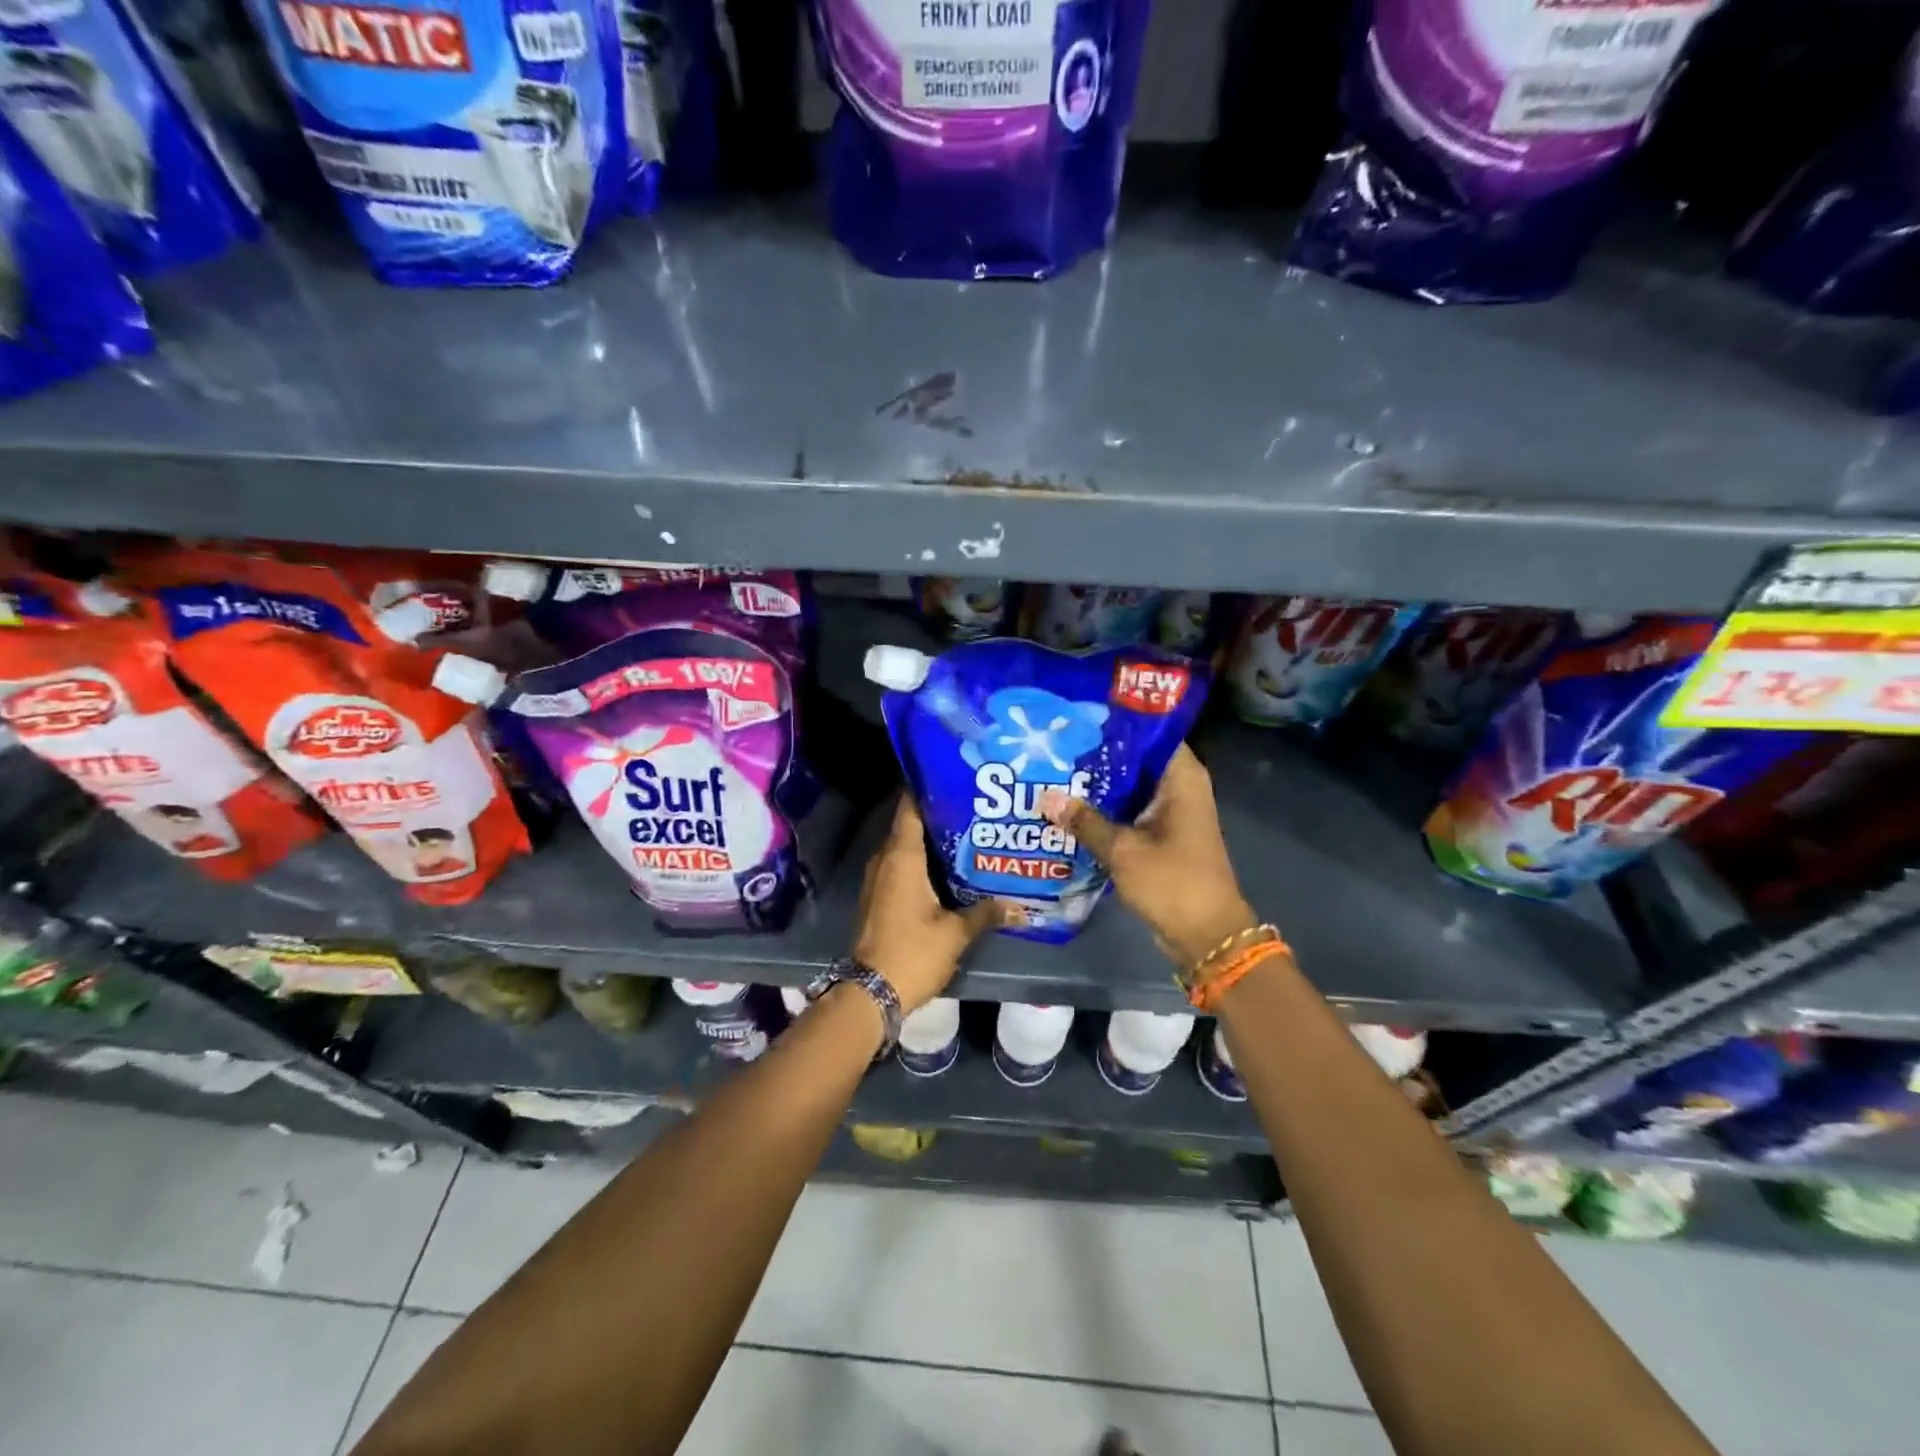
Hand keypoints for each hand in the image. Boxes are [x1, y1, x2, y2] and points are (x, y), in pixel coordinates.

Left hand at [852, 796, 1007, 1011]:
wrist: (871, 992)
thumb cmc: (912, 953)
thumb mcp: (955, 933)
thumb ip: (986, 913)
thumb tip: (1021, 906)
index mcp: (901, 856)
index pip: (910, 806)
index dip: (928, 787)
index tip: (955, 776)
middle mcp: (885, 859)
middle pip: (910, 823)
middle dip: (939, 812)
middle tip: (975, 805)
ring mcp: (879, 878)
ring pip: (906, 846)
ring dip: (932, 839)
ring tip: (969, 832)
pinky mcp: (880, 895)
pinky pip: (901, 865)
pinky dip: (922, 860)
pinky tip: (950, 867)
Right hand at [1042, 744, 1258, 967]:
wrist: (1206, 936)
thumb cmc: (1172, 882)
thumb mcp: (1123, 850)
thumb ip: (1084, 821)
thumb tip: (1045, 797)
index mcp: (1181, 778)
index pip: (1149, 731)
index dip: (1115, 722)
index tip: (1077, 717)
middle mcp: (1179, 788)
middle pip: (1134, 759)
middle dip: (1097, 755)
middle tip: (1054, 745)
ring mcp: (1170, 813)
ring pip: (1128, 787)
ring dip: (1098, 786)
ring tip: (1053, 772)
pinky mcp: (1160, 836)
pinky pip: (1128, 812)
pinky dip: (1104, 811)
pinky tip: (1069, 809)